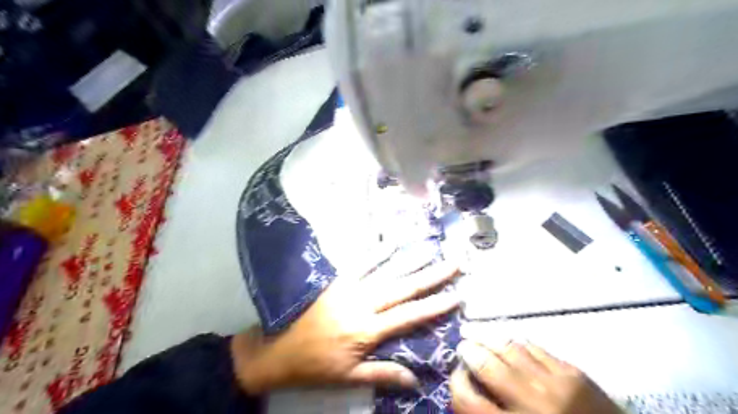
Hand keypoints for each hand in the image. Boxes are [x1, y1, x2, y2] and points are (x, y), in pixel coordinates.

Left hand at [231, 260, 458, 393]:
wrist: (276, 350)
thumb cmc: (314, 366)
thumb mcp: (348, 378)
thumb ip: (383, 375)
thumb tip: (417, 379)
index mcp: (367, 330)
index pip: (409, 315)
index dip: (434, 305)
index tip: (457, 294)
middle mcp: (363, 304)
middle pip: (403, 287)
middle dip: (431, 275)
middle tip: (453, 262)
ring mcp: (349, 288)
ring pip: (385, 271)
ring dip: (409, 259)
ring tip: (429, 247)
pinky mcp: (336, 281)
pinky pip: (359, 263)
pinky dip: (376, 252)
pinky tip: (390, 242)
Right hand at [451, 342, 621, 412]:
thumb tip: (468, 390)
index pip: (468, 400)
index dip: (457, 384)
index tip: (457, 376)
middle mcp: (532, 404)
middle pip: (487, 367)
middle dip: (469, 352)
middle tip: (463, 345)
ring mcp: (555, 385)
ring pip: (510, 349)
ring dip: (488, 338)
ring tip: (475, 332)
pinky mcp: (574, 373)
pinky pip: (536, 348)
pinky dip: (518, 342)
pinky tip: (509, 340)